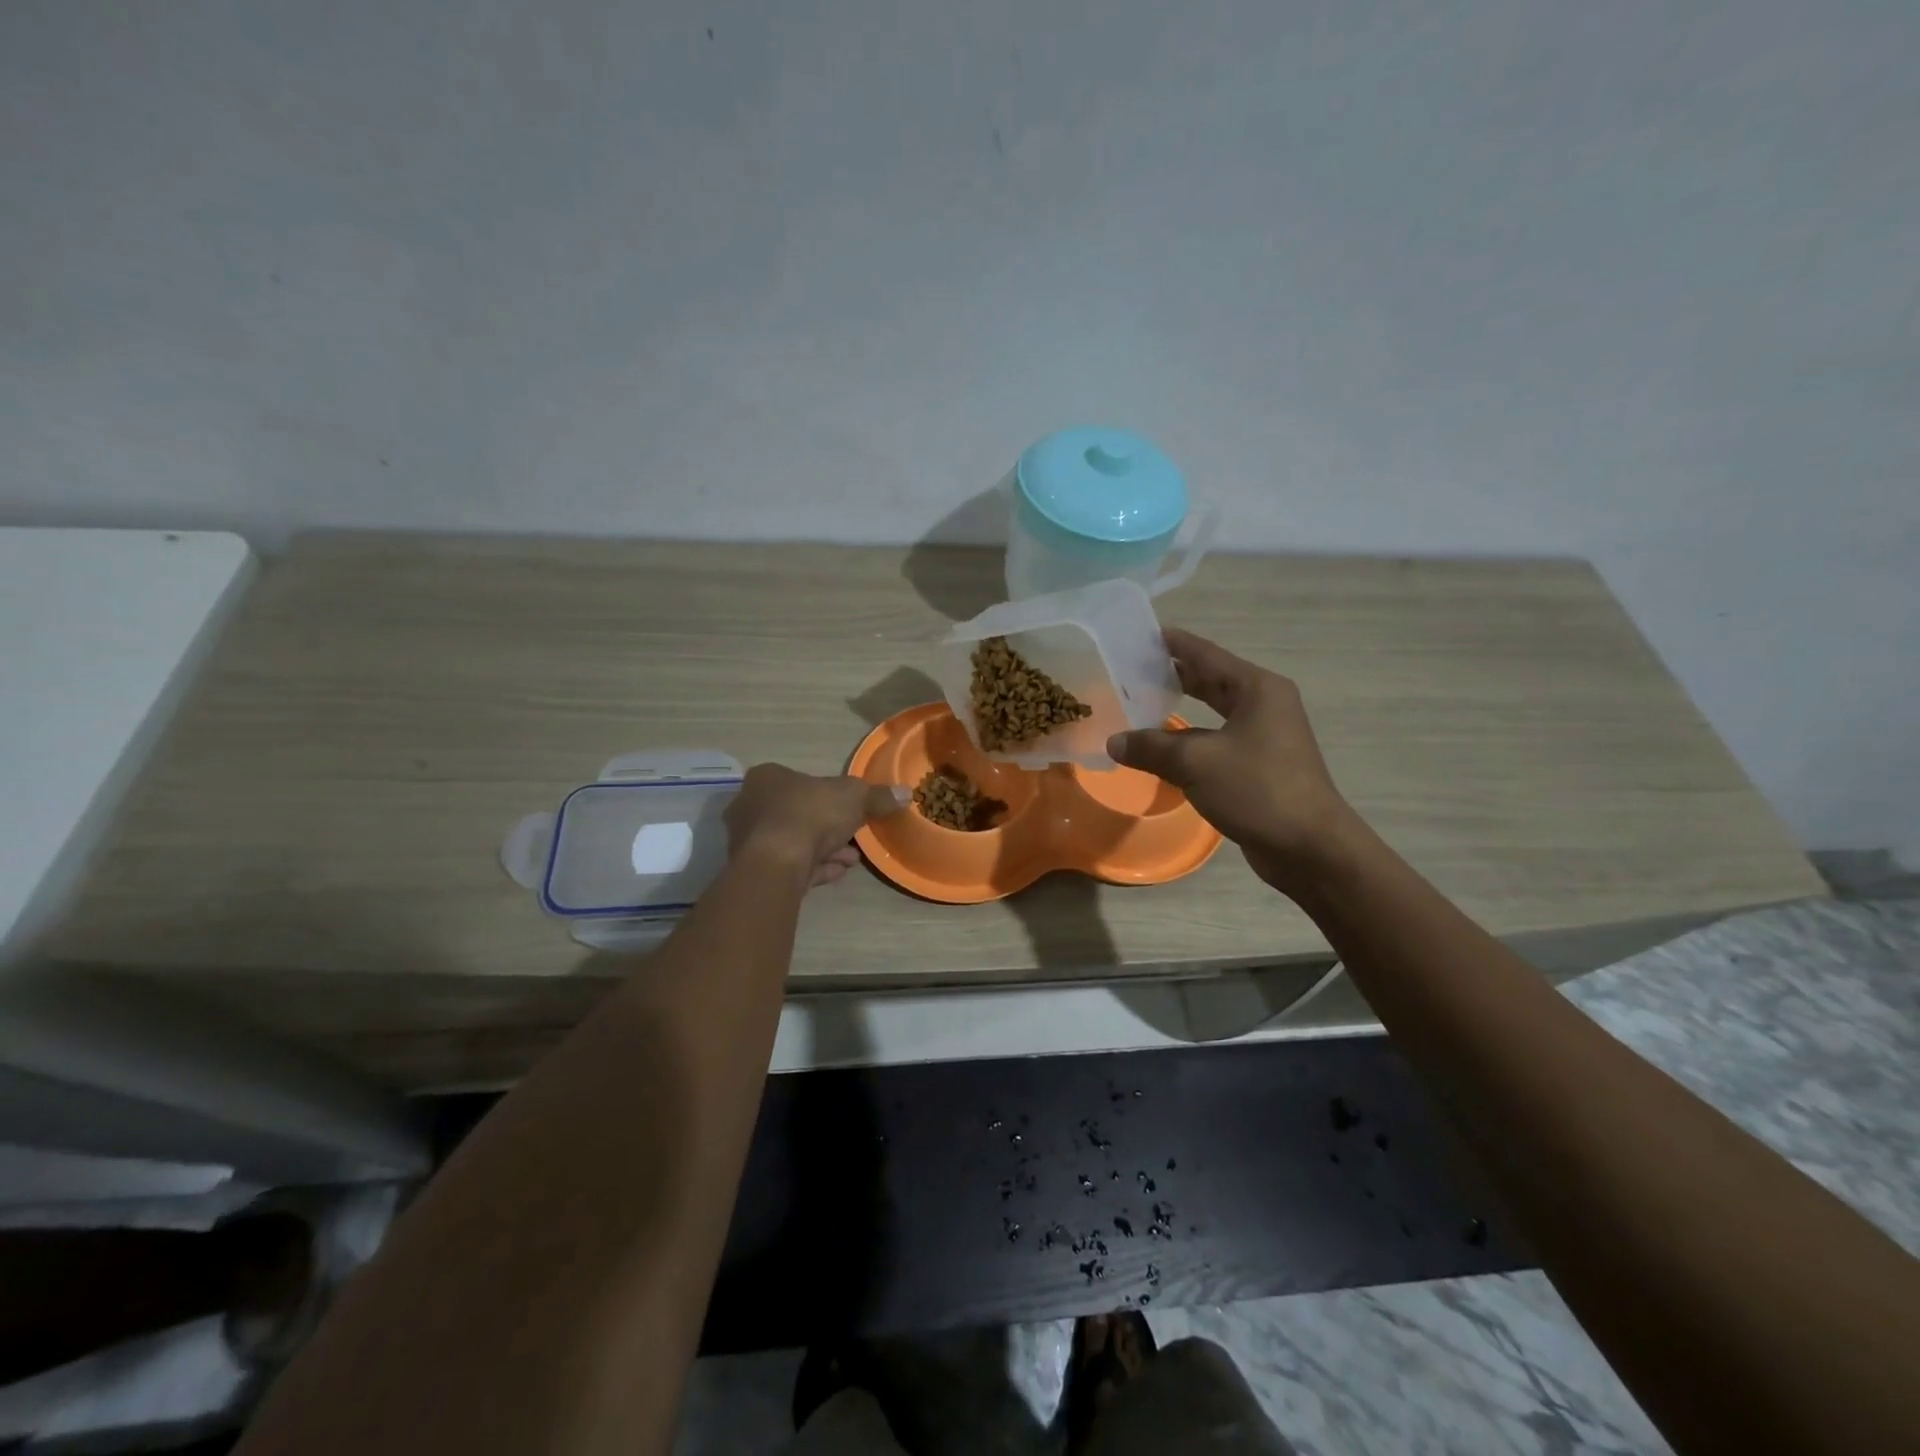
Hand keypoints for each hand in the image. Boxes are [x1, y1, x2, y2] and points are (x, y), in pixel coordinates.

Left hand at [723, 764, 906, 889]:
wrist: (777, 862)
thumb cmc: (810, 813)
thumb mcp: (855, 797)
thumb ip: (878, 796)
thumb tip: (905, 793)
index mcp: (767, 778)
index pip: (799, 781)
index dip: (828, 795)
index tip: (850, 809)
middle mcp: (750, 805)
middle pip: (797, 813)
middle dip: (828, 827)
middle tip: (854, 837)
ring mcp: (749, 841)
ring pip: (794, 842)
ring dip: (824, 850)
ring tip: (852, 859)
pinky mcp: (755, 871)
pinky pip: (791, 866)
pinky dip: (814, 868)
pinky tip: (838, 873)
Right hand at [1107, 628, 1354, 892]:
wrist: (1309, 847)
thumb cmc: (1258, 789)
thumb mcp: (1196, 762)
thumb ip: (1152, 747)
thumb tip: (1114, 741)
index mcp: (1257, 689)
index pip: (1207, 655)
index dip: (1174, 643)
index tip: (1141, 634)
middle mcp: (1264, 705)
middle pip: (1212, 680)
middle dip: (1174, 674)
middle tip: (1132, 669)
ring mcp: (1265, 736)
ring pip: (1214, 713)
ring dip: (1180, 709)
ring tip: (1140, 704)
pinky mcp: (1260, 765)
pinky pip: (1217, 741)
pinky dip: (1190, 739)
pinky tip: (1162, 747)